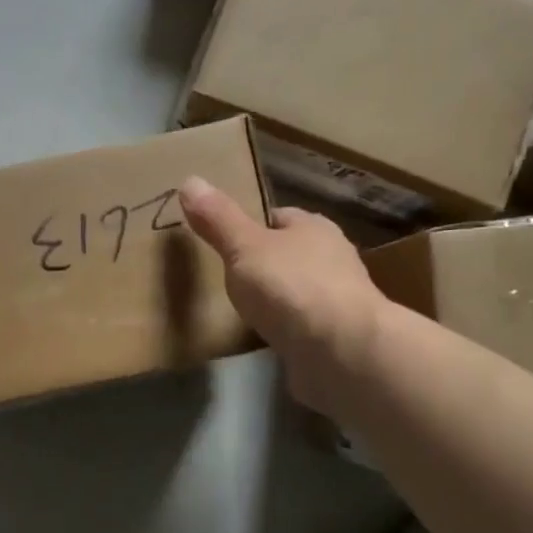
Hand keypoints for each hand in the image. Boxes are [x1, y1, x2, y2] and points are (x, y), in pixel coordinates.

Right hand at [178, 176, 385, 416]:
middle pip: (291, 253)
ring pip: (299, 290)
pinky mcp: (338, 337)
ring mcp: (339, 300)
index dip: (252, 226)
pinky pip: (304, 327)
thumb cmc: (291, 287)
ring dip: (278, 299)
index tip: (224, 240)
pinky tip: (266, 340)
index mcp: (314, 228)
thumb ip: (218, 219)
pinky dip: (287, 330)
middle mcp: (333, 258)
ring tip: (243, 311)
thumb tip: (190, 180)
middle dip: (265, 264)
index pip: (279, 217)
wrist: (342, 351)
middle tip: (228, 278)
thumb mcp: (244, 248)